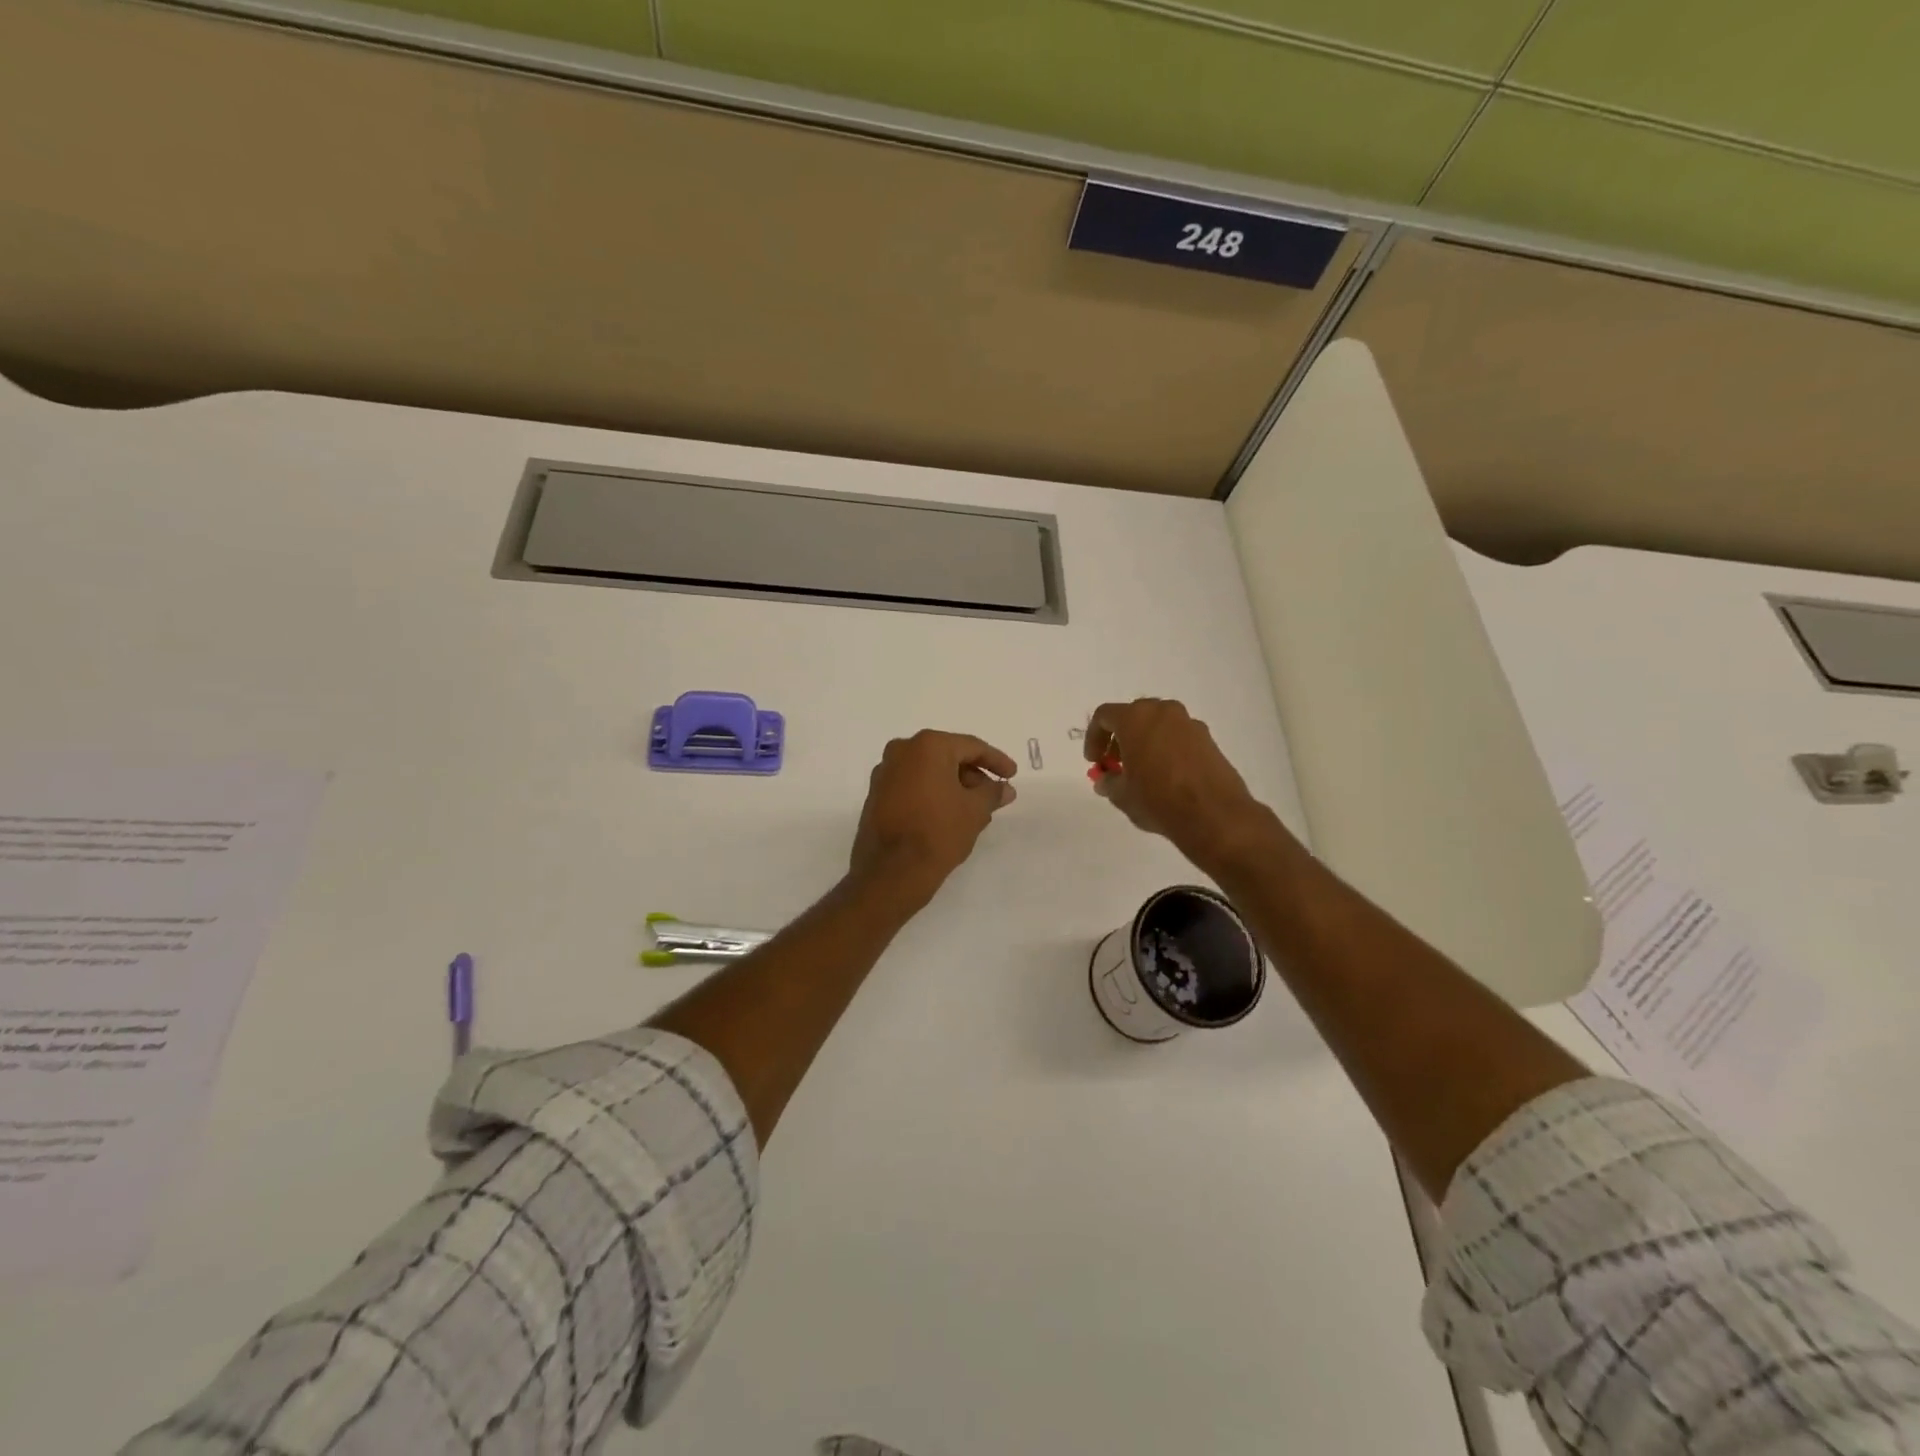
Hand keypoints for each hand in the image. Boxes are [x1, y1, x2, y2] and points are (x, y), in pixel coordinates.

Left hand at [849, 730, 1017, 909]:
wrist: (891, 872)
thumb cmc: (938, 832)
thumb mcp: (975, 811)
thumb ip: (992, 793)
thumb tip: (1005, 788)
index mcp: (927, 746)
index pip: (971, 747)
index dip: (996, 760)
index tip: (1012, 774)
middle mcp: (901, 751)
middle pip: (947, 756)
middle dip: (972, 775)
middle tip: (992, 795)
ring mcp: (884, 773)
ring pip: (928, 772)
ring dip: (953, 786)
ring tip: (974, 810)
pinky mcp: (876, 795)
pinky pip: (912, 786)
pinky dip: (932, 794)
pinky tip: (948, 814)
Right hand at [1085, 698, 1276, 872]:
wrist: (1213, 814)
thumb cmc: (1158, 799)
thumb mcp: (1122, 795)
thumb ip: (1108, 782)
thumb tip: (1106, 780)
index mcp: (1136, 718)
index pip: (1104, 716)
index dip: (1094, 737)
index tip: (1094, 761)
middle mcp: (1163, 712)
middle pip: (1133, 716)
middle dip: (1120, 738)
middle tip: (1116, 764)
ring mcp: (1189, 723)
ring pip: (1158, 725)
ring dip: (1145, 742)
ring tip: (1142, 772)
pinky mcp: (1208, 739)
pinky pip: (1178, 737)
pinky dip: (1167, 749)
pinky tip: (1167, 776)